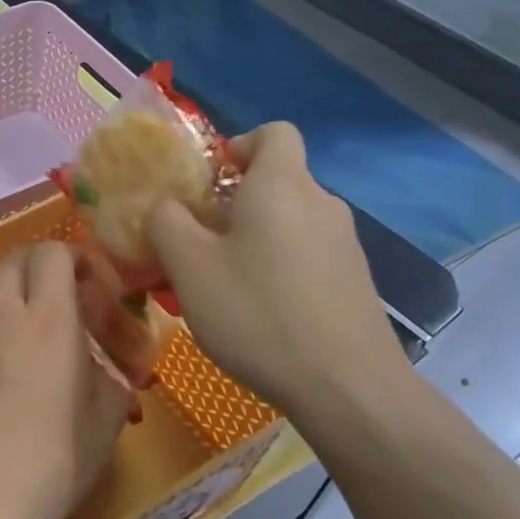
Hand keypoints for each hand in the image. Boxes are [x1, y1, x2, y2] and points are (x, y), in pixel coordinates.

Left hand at [0, 243, 133, 518]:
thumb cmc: (42, 473)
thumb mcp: (100, 435)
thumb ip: (110, 392)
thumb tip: (108, 375)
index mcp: (48, 323)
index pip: (53, 255)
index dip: (70, 258)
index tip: (84, 284)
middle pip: (11, 261)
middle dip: (32, 269)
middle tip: (45, 299)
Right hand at [146, 122, 407, 415]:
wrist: (346, 386)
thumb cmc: (258, 313)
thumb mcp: (190, 267)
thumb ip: (166, 222)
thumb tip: (164, 206)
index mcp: (282, 185)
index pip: (273, 132)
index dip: (238, 145)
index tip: (208, 182)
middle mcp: (321, 203)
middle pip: (277, 181)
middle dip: (233, 203)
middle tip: (199, 244)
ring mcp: (345, 243)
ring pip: (290, 222)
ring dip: (255, 239)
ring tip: (225, 285)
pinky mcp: (355, 280)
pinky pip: (307, 255)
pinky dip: (280, 267)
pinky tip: (262, 312)